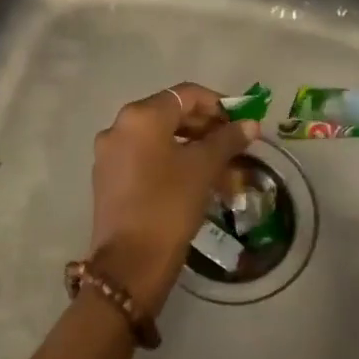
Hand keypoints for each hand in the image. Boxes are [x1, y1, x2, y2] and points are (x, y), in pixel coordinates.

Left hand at [88, 83, 259, 315]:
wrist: (130, 263)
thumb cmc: (169, 205)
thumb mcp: (203, 169)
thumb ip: (227, 140)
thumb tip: (250, 124)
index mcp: (141, 117)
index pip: (186, 95)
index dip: (219, 104)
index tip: (243, 122)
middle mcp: (119, 127)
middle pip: (172, 115)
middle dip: (208, 130)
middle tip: (237, 148)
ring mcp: (110, 154)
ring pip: (161, 141)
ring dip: (195, 150)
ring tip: (225, 172)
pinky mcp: (109, 178)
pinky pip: (147, 159)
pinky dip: (174, 164)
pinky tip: (198, 184)